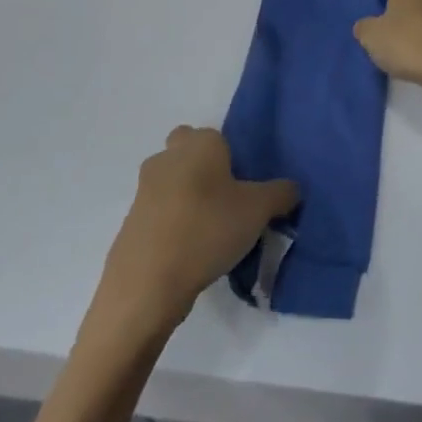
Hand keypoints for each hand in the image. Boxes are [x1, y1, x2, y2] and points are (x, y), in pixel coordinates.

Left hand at [79, 127, 297, 362]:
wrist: (146, 286)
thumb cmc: (207, 230)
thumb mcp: (260, 210)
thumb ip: (282, 193)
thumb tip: (291, 190)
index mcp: (198, 145)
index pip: (216, 135)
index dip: (231, 156)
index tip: (245, 184)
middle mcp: (166, 159)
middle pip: (186, 153)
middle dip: (203, 169)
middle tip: (227, 200)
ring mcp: (142, 192)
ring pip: (171, 184)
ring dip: (187, 199)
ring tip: (211, 231)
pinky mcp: (129, 225)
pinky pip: (158, 215)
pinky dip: (172, 226)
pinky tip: (189, 252)